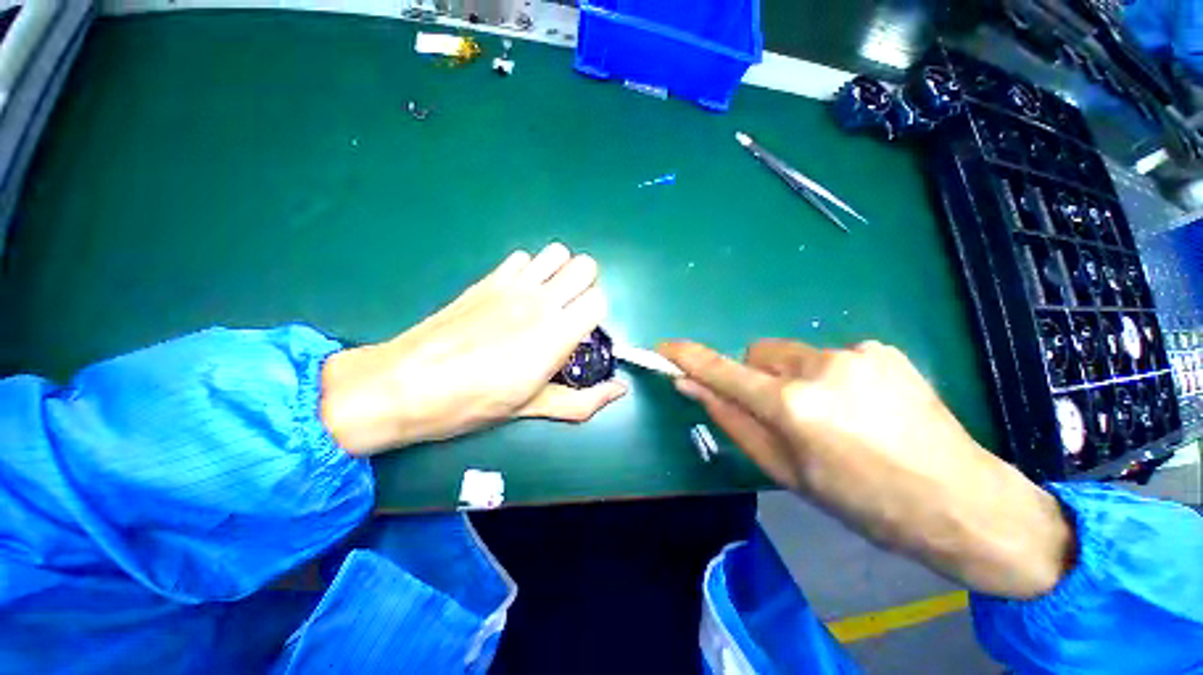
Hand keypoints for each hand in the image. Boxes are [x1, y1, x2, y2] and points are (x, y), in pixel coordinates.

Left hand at [320, 243, 626, 455]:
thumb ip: (583, 400)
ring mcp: (513, 284)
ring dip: (561, 271)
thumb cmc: (474, 401)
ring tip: (548, 298)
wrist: (406, 382)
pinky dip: (530, 269)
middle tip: (568, 313)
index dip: (595, 316)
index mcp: (557, 334)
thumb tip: (620, 390)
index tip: (581, 334)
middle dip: (584, 287)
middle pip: (585, 267)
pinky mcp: (489, 278)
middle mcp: (541, 301)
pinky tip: (517, 293)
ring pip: (557, 253)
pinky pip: (523, 257)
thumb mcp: (533, 408)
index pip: (599, 300)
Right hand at [658, 339, 1073, 598]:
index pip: (723, 371)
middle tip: (785, 413)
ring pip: (793, 353)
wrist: (960, 501)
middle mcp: (820, 368)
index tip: (664, 348)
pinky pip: (830, 356)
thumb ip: (732, 420)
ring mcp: (855, 353)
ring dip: (795, 377)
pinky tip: (862, 407)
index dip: (689, 358)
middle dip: (758, 377)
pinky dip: (829, 376)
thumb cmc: (862, 501)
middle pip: (759, 353)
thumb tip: (692, 387)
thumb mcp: (785, 470)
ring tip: (832, 415)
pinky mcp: (880, 349)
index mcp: (793, 406)